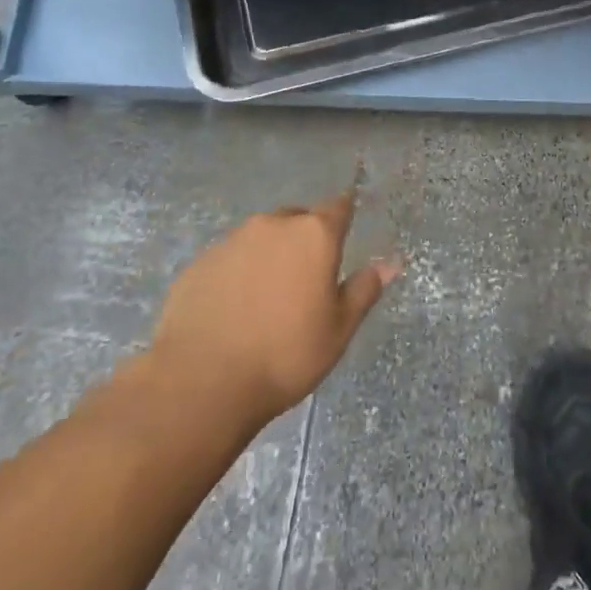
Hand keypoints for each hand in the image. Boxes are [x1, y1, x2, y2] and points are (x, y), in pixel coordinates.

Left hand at [144, 190, 400, 428]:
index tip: (346, 230)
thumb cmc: (286, 354)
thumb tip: (391, 262)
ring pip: (260, 238)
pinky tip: (235, 309)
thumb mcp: (339, 329)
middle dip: (305, 240)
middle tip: (308, 279)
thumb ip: (364, 289)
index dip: (344, 216)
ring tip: (268, 299)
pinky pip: (229, 259)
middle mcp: (272, 225)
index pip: (338, 208)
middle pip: (297, 220)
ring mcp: (230, 241)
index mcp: (314, 235)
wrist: (202, 382)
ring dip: (270, 256)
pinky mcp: (199, 263)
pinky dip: (238, 274)